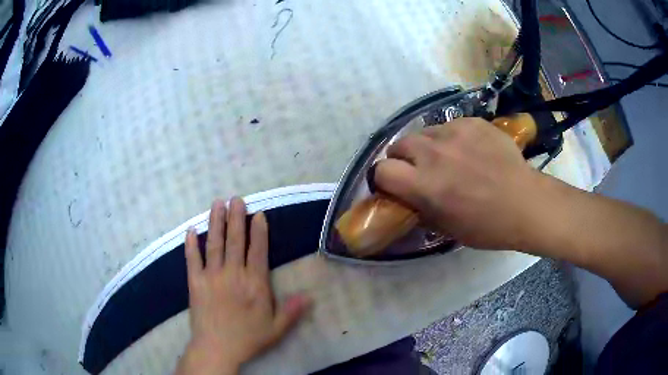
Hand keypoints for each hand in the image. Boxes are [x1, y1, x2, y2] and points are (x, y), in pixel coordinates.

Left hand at [176, 198, 309, 374]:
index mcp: (254, 284)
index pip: (258, 251)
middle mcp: (233, 274)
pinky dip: (190, 244)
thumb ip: (292, 311)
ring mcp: (211, 277)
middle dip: (236, 218)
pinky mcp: (195, 282)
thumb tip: (310, 296)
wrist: (217, 349)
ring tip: (217, 203)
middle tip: (236, 198)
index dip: (259, 231)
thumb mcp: (276, 329)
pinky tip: (190, 229)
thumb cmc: (248, 338)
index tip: (258, 213)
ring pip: (214, 244)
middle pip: (235, 241)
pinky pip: (192, 259)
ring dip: (216, 223)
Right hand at [374, 117, 546, 250]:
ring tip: (447, 158)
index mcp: (425, 185)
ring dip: (427, 147)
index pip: (381, 171)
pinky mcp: (472, 122)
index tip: (395, 186)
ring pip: (424, 133)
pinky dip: (452, 138)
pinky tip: (470, 150)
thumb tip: (410, 198)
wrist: (526, 203)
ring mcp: (454, 133)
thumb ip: (421, 209)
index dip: (384, 179)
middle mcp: (433, 154)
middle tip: (420, 171)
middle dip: (403, 159)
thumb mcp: (447, 228)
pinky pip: (450, 126)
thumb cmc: (487, 226)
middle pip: (398, 145)